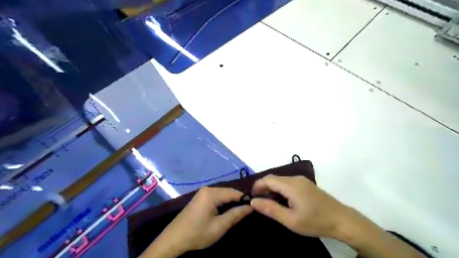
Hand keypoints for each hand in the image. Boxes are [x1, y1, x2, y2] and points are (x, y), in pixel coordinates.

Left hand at [142, 187, 250, 256]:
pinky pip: (216, 197)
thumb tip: (250, 206)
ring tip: (239, 212)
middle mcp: (207, 189)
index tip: (254, 207)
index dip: (245, 199)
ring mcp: (203, 193)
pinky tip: (226, 211)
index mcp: (212, 193)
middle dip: (238, 201)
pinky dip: (223, 203)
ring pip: (222, 195)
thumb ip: (236, 214)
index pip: (234, 192)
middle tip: (247, 212)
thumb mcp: (219, 226)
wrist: (173, 239)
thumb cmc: (197, 233)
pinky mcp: (200, 198)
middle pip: (228, 192)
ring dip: (231, 202)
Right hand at [250, 175, 347, 237]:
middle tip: (259, 202)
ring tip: (269, 202)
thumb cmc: (315, 221)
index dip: (257, 186)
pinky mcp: (305, 183)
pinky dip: (279, 188)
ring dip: (271, 188)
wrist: (342, 220)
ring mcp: (301, 180)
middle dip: (263, 188)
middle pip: (273, 178)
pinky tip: (281, 200)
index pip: (268, 180)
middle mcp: (295, 178)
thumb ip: (271, 209)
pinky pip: (287, 182)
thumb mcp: (291, 220)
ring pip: (280, 180)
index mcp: (291, 185)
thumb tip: (253, 202)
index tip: (252, 198)